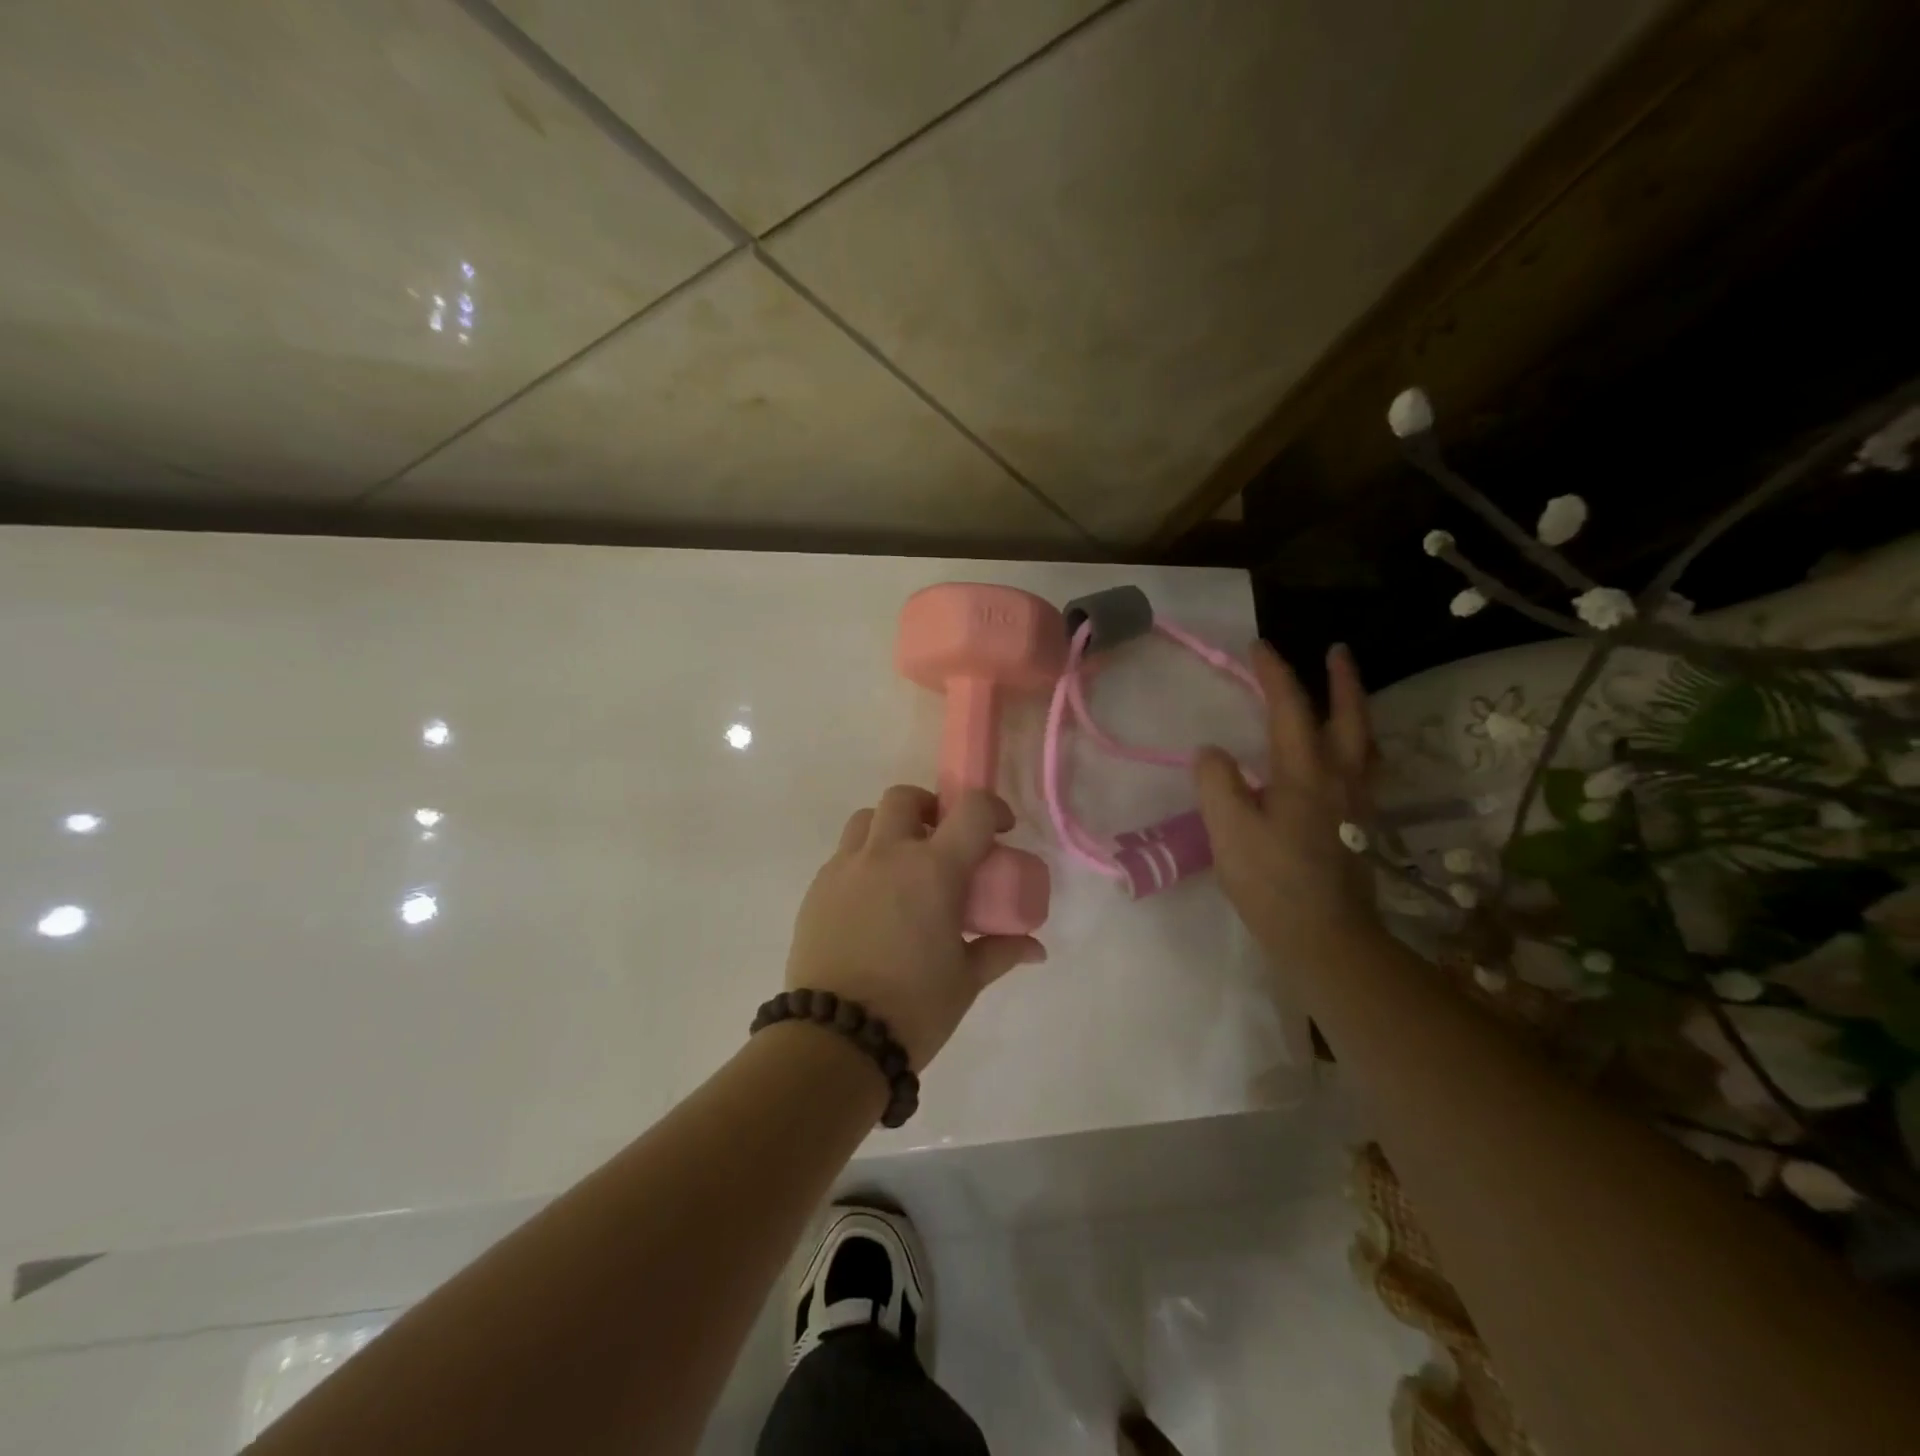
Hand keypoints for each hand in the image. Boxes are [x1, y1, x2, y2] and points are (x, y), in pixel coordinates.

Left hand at [785, 786, 1046, 1069]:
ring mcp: (845, 868)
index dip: (991, 809)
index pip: (970, 810)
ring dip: (889, 829)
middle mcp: (887, 855)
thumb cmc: (914, 1007)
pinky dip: (863, 861)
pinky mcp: (817, 889)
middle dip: (929, 808)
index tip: (1000, 829)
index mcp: (933, 869)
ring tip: (902, 865)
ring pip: (866, 820)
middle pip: (904, 797)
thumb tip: (1035, 949)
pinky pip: (843, 856)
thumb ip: (1001, 951)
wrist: (837, 1038)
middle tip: (941, 840)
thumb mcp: (966, 979)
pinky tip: (872, 901)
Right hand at [1194, 641, 1379, 960]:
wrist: (1326, 937)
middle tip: (1336, 651)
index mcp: (1305, 773)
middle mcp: (1340, 778)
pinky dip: (1361, 747)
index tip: (1258, 646)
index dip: (1274, 674)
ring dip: (1358, 710)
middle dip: (1342, 680)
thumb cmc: (1272, 882)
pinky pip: (1367, 769)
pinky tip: (1348, 758)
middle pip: (1350, 717)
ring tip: (1348, 696)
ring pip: (1367, 743)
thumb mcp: (1229, 831)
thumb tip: (1212, 753)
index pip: (1290, 709)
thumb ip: (1217, 783)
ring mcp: (1356, 803)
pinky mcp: (1360, 826)